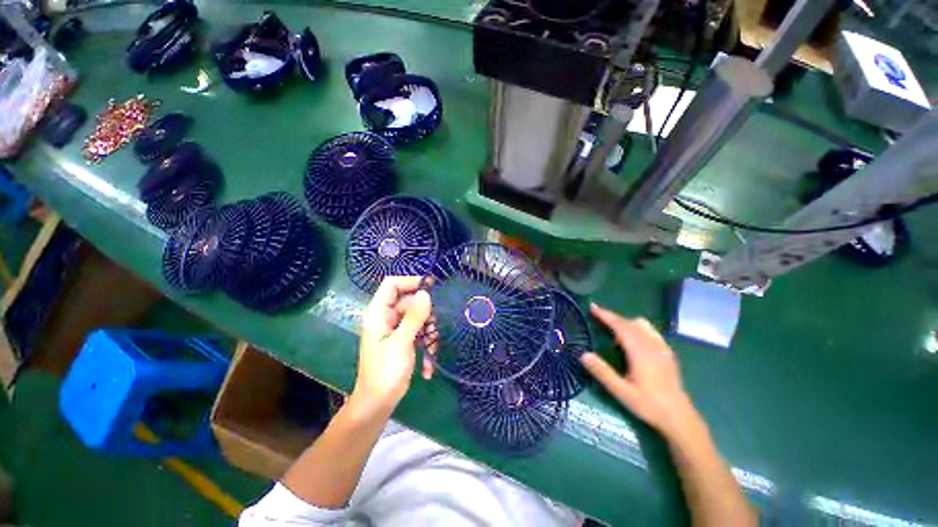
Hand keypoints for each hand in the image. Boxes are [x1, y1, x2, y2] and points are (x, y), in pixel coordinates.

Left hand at [351, 276, 431, 416]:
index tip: (430, 288)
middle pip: (410, 301)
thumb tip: (426, 293)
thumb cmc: (385, 372)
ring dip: (429, 331)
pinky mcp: (404, 340)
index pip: (391, 284)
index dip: (410, 282)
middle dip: (425, 313)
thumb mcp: (401, 342)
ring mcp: (396, 329)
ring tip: (432, 349)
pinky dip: (426, 344)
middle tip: (434, 327)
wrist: (378, 404)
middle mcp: (387, 317)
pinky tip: (428, 365)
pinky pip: (419, 332)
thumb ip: (413, 316)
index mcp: (378, 313)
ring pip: (418, 317)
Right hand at [580, 304, 696, 436]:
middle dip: (612, 317)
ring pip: (641, 324)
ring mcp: (662, 347)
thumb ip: (602, 372)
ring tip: (613, 330)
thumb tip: (583, 354)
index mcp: (640, 352)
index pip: (620, 326)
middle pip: (629, 323)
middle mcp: (652, 345)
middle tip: (596, 315)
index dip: (606, 315)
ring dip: (625, 322)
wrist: (679, 417)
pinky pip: (651, 331)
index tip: (593, 307)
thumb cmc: (648, 404)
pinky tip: (633, 339)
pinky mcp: (667, 352)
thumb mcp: (621, 391)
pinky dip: (638, 328)